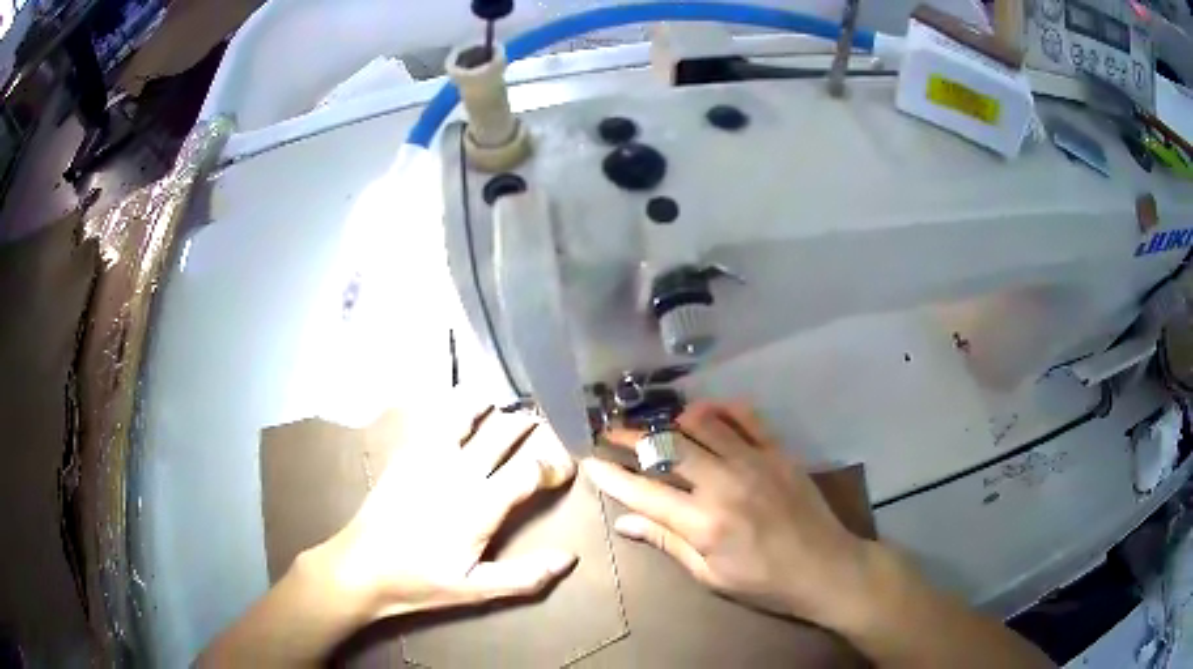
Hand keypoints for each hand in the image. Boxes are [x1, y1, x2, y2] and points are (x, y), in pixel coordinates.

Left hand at [310, 405, 578, 621]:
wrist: (362, 566)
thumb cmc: (421, 581)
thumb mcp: (476, 589)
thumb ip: (525, 576)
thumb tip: (569, 558)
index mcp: (480, 505)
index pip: (530, 469)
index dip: (555, 464)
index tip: (565, 468)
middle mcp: (459, 471)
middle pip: (503, 432)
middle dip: (528, 426)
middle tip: (541, 426)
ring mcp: (429, 457)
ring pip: (466, 413)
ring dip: (488, 406)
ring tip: (500, 404)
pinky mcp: (406, 453)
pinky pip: (434, 418)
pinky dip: (453, 406)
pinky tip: (458, 407)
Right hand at [583, 401, 880, 628]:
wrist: (826, 567)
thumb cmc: (764, 582)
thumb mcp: (710, 575)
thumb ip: (667, 542)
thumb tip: (625, 523)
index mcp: (703, 523)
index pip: (644, 492)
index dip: (612, 475)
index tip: (589, 460)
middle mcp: (724, 484)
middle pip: (667, 449)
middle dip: (632, 438)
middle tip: (611, 433)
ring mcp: (754, 462)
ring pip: (702, 425)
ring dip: (672, 421)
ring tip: (654, 425)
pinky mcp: (778, 452)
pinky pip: (745, 417)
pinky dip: (720, 409)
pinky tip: (704, 412)